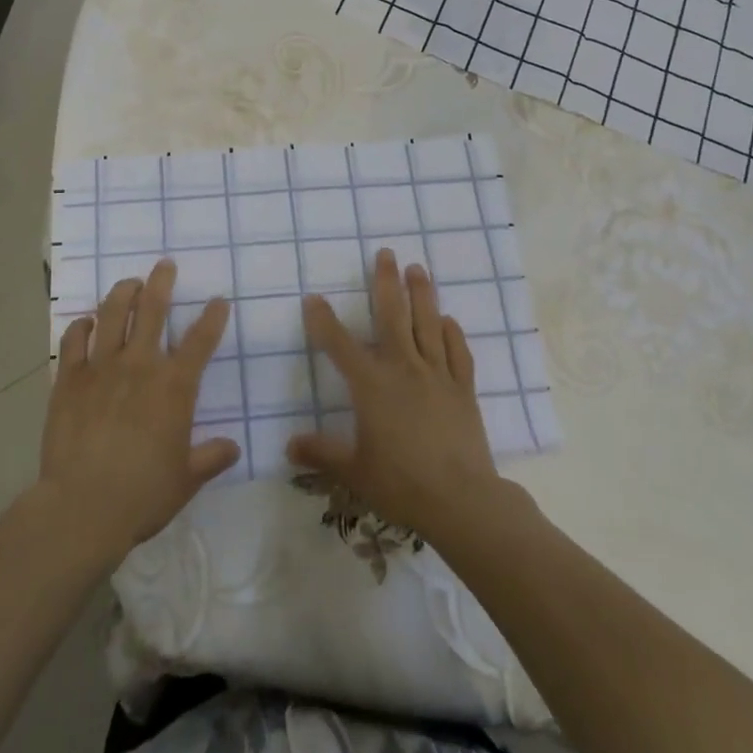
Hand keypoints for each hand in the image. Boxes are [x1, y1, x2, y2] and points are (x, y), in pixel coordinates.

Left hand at [39, 259, 239, 563]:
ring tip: (129, 283)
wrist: (82, 506)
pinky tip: (87, 322)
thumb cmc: (143, 494)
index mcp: (174, 387)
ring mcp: (101, 367)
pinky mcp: (69, 378)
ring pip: (113, 313)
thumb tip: (233, 447)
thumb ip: (211, 458)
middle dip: (162, 282)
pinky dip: (82, 326)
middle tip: (165, 265)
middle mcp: (140, 365)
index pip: (201, 341)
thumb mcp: (186, 480)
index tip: (218, 301)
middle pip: (153, 310)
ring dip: (123, 292)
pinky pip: (74, 339)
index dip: (212, 317)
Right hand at [287, 249, 506, 540]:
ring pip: (428, 324)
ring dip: (422, 294)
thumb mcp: (353, 471)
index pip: (340, 344)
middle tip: (386, 253)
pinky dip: (453, 333)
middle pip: (393, 316)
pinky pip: (458, 353)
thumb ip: (321, 453)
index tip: (313, 298)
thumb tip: (288, 445)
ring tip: (418, 268)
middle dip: (386, 282)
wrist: (461, 500)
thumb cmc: (401, 484)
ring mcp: (437, 375)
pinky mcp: (463, 389)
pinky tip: (449, 321)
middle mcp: (403, 369)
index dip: (323, 320)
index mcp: (372, 385)